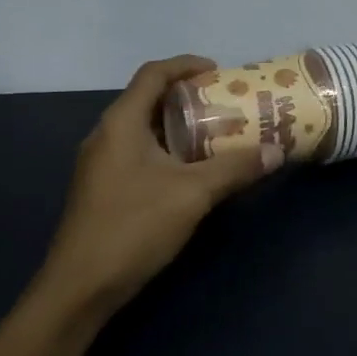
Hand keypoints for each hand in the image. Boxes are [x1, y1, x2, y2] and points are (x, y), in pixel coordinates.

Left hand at [37, 55, 275, 319]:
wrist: (79, 290)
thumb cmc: (133, 227)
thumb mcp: (193, 194)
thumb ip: (236, 168)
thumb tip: (277, 151)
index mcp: (121, 123)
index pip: (153, 74)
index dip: (186, 65)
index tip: (220, 71)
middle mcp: (106, 135)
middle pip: (149, 99)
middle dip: (189, 96)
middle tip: (227, 102)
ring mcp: (102, 164)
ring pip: (146, 129)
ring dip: (181, 125)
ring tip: (219, 132)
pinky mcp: (104, 189)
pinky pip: (141, 152)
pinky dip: (170, 149)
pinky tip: (195, 170)